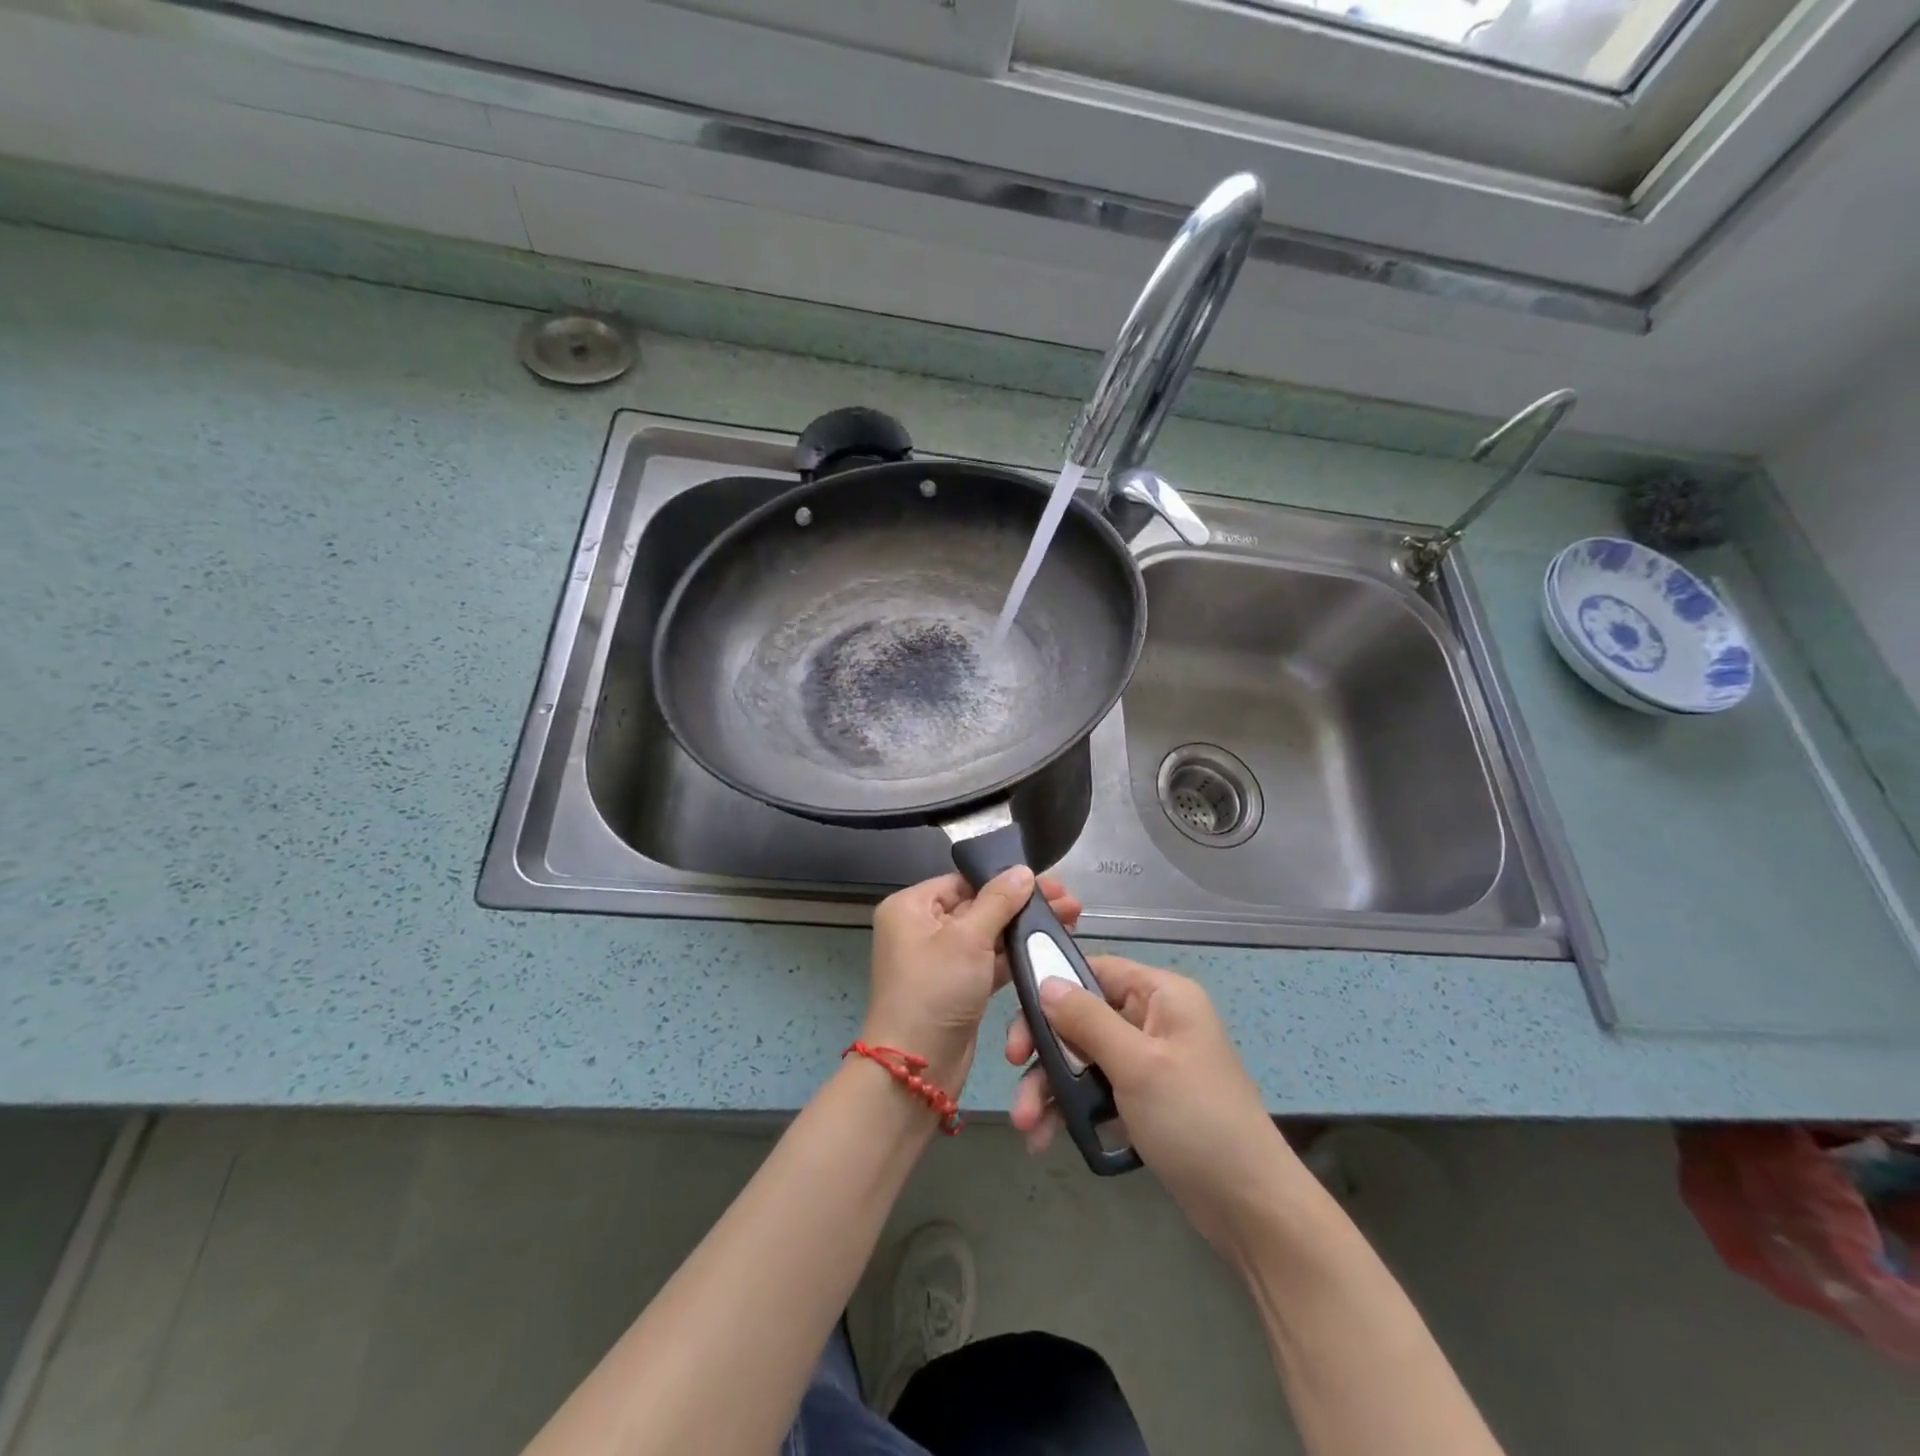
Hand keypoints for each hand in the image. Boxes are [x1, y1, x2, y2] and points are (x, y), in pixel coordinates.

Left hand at [863, 871, 1082, 1089]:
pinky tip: (1050, 946)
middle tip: (1070, 901)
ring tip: (1071, 919)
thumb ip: (999, 901)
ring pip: (989, 934)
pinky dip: (1017, 954)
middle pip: (980, 905)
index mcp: (911, 907)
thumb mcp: (967, 939)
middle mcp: (922, 928)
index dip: (1005, 879)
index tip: (1048, 881)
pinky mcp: (959, 986)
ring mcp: (942, 959)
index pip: (963, 881)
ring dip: (1025, 928)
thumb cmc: (935, 991)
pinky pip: (991, 961)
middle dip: (1023, 904)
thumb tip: (1023, 870)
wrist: (917, 1068)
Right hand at [1005, 956, 1299, 1257]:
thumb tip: (1045, 981)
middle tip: (1012, 1071)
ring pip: (1083, 1059)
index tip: (1019, 1018)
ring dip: (1051, 1088)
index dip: (1053, 987)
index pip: (1095, 970)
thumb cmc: (1195, 1119)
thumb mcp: (1137, 1064)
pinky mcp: (1144, 1101)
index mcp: (1162, 995)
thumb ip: (1086, 1019)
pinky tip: (1046, 1139)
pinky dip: (1071, 1111)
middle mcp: (1153, 1020)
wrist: (1250, 1208)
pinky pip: (1096, 1092)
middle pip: (1082, 1017)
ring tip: (1026, 1127)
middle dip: (1045, 1050)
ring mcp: (1149, 1062)